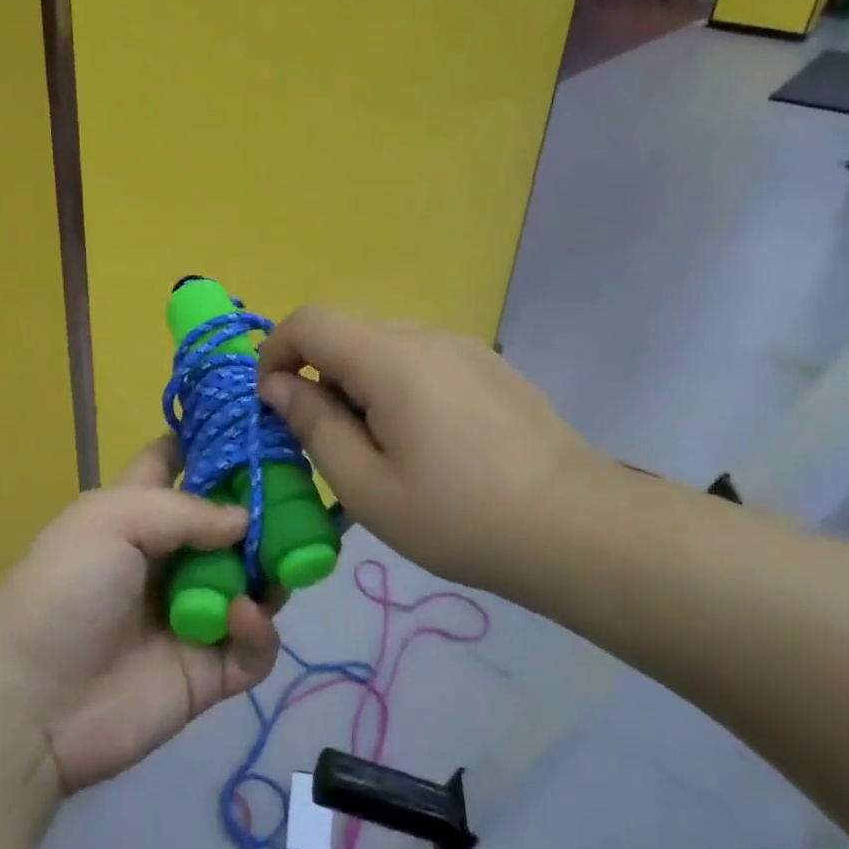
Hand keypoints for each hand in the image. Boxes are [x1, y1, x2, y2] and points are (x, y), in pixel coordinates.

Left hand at [0, 438, 281, 794]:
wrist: (30, 702)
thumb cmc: (66, 588)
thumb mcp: (112, 520)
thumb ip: (188, 511)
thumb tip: (246, 519)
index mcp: (140, 513)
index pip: (177, 461)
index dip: (212, 440)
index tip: (259, 426)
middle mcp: (172, 557)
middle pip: (232, 523)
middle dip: (266, 511)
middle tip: (301, 504)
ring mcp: (194, 613)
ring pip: (255, 582)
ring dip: (271, 571)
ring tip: (282, 563)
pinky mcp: (209, 670)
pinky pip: (253, 646)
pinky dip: (257, 630)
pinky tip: (240, 618)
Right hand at [258, 305, 609, 591]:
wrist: (576, 527)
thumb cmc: (459, 516)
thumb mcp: (367, 486)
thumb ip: (314, 426)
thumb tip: (278, 386)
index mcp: (390, 358)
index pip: (310, 321)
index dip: (275, 352)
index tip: (272, 404)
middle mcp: (426, 335)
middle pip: (347, 333)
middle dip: (318, 376)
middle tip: (327, 442)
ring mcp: (465, 347)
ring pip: (385, 347)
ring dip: (359, 384)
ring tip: (379, 449)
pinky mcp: (490, 367)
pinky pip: (422, 360)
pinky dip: (397, 387)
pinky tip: (426, 444)